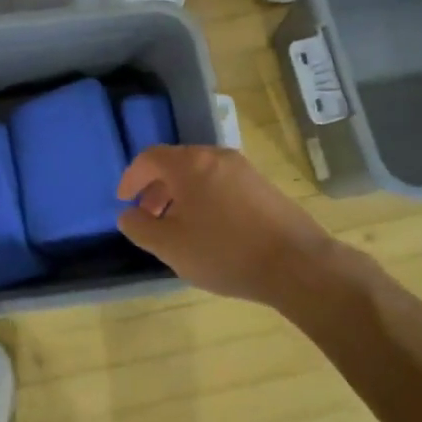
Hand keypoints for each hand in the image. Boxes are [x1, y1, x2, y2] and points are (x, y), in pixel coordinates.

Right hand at [116, 145, 349, 308]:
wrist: (296, 264)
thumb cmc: (224, 252)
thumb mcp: (170, 246)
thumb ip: (140, 227)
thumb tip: (128, 214)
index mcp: (190, 164)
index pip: (150, 157)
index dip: (132, 177)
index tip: (124, 200)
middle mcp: (217, 157)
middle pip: (176, 163)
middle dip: (156, 188)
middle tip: (149, 217)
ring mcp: (244, 170)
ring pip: (201, 174)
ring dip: (181, 195)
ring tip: (178, 227)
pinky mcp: (263, 187)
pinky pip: (222, 184)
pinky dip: (205, 199)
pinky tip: (210, 230)